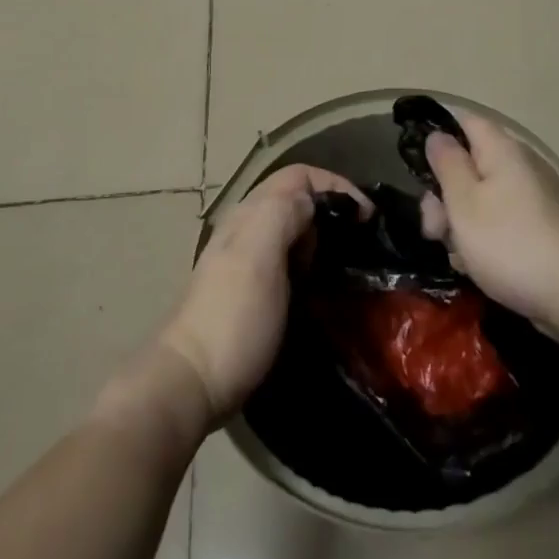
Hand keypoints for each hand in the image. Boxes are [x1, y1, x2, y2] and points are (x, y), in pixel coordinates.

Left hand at [158, 164, 370, 424]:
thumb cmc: (233, 318)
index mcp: (250, 215)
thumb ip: (283, 214)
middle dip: (332, 209)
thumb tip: (314, 199)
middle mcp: (246, 228)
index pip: (299, 176)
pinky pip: (287, 258)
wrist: (192, 382)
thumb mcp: (259, 257)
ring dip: (322, 236)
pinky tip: (321, 285)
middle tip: (360, 241)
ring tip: (347, 262)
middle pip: (296, 198)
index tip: (366, 217)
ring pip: (292, 228)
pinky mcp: (250, 290)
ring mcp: (245, 260)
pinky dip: (310, 260)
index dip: (336, 185)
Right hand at [419, 110, 558, 328]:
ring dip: (460, 225)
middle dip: (443, 196)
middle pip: (469, 166)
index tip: (416, 166)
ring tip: (457, 256)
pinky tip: (477, 268)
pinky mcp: (541, 230)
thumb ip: (447, 164)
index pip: (465, 121)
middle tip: (433, 229)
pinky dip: (483, 243)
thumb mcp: (464, 202)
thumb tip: (438, 135)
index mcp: (501, 151)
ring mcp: (533, 200)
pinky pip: (500, 225)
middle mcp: (520, 167)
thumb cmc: (511, 243)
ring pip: (481, 200)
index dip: (438, 136)